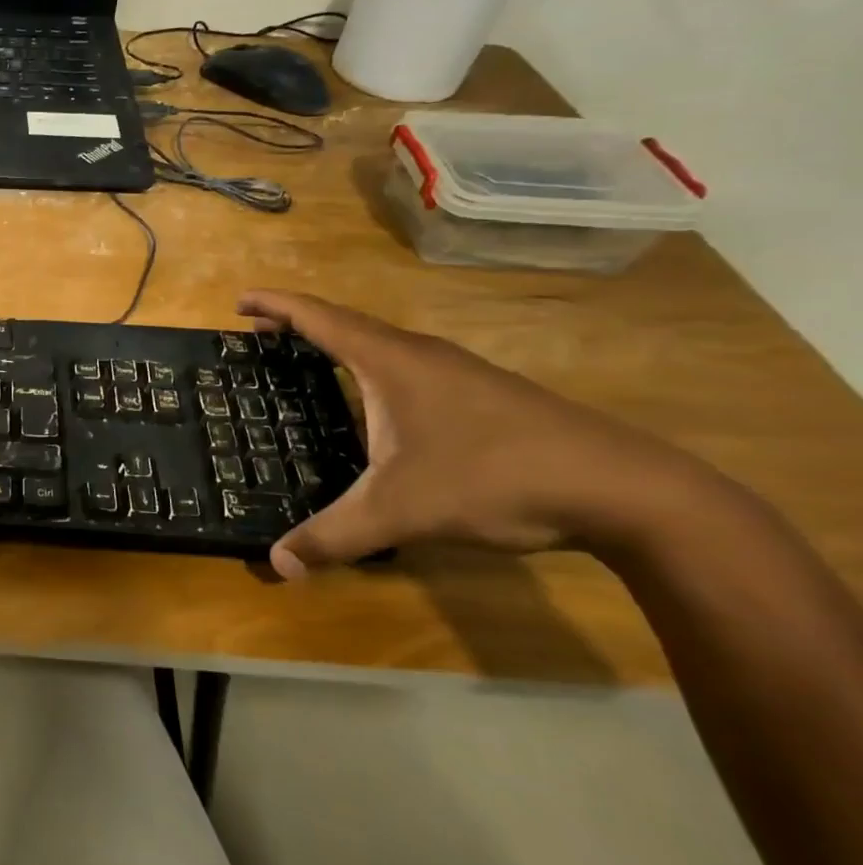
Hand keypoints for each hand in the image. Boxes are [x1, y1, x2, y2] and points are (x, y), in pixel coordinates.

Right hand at [237, 290, 723, 579]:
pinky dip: (373, 368)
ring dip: (339, 344)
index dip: (274, 305)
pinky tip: (378, 404)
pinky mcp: (485, 395)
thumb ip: (334, 535)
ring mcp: (459, 372)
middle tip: (260, 334)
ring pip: (382, 344)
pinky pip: (409, 366)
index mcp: (390, 362)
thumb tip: (278, 563)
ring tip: (310, 362)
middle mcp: (421, 355)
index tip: (239, 300)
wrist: (625, 489)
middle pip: (347, 324)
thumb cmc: (494, 478)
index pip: (318, 318)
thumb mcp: (401, 511)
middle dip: (299, 324)